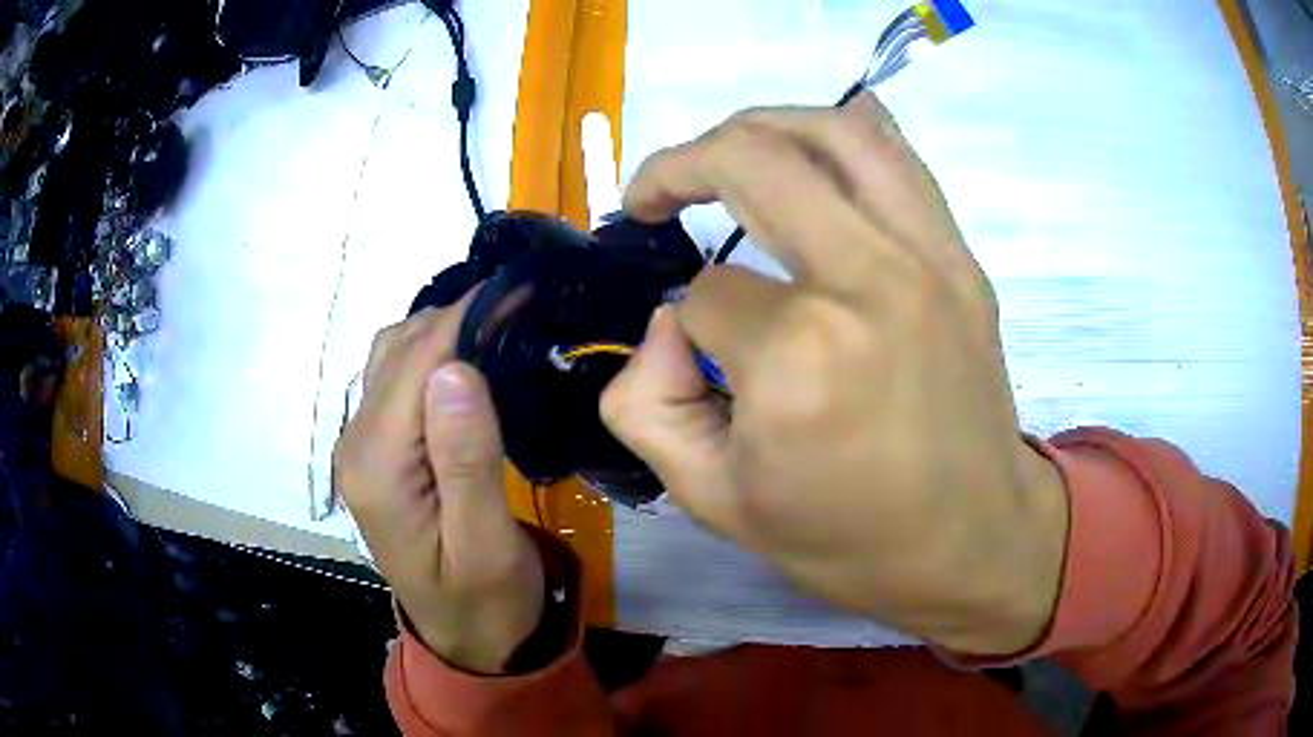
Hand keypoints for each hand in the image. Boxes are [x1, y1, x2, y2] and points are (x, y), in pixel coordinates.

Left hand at [334, 299, 544, 673]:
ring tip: (501, 323)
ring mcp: (363, 446)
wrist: (466, 639)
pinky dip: (433, 353)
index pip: (416, 363)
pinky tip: (470, 357)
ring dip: (443, 331)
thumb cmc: (486, 601)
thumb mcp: (485, 545)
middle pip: (399, 351)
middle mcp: (357, 444)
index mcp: (378, 466)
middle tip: (523, 305)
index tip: (521, 288)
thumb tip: (454, 369)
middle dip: (458, 316)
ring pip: (393, 356)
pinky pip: (398, 379)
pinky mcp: (378, 451)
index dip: (467, 317)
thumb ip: (466, 460)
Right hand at [603, 95, 1069, 654]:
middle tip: (653, 193)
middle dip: (680, 165)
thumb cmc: (847, 541)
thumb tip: (665, 320)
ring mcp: (927, 258)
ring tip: (721, 152)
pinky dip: (843, 132)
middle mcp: (866, 281)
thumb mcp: (712, 501)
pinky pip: (899, 157)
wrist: (973, 540)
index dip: (681, 321)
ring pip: (830, 131)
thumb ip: (646, 403)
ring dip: (755, 127)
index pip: (703, 294)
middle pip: (752, 161)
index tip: (695, 355)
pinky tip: (809, 148)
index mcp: (799, 358)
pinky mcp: (961, 258)